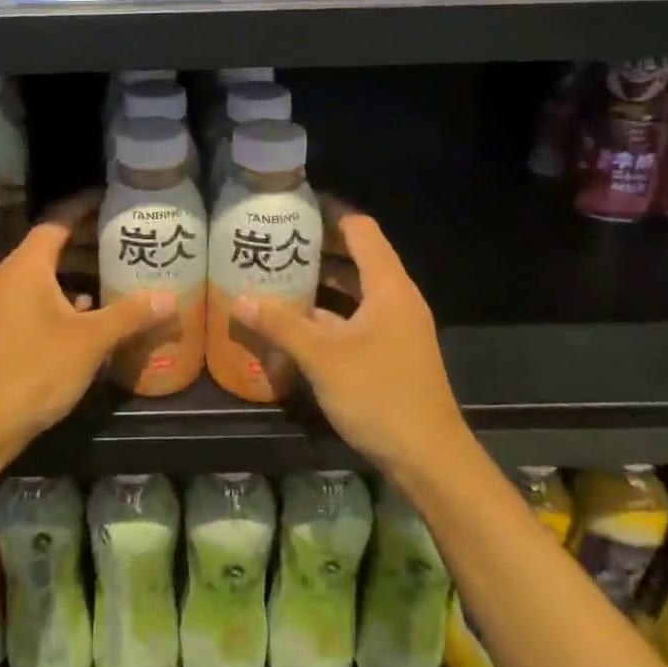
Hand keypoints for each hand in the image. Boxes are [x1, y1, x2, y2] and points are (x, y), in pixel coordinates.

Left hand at [0, 192, 169, 452]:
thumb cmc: (36, 369)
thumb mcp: (90, 340)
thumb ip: (130, 314)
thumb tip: (171, 297)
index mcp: (26, 267)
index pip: (56, 222)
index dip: (83, 209)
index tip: (112, 202)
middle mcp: (11, 278)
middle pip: (51, 247)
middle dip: (87, 241)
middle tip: (125, 238)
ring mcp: (4, 305)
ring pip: (45, 276)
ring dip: (78, 272)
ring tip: (116, 272)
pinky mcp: (5, 329)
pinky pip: (39, 299)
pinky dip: (65, 297)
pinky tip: (91, 313)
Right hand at [233, 204, 464, 472]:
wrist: (428, 458)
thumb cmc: (379, 395)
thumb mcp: (322, 357)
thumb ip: (280, 324)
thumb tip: (238, 297)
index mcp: (389, 286)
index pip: (360, 229)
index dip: (328, 213)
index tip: (292, 207)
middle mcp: (396, 299)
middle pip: (357, 257)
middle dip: (316, 248)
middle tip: (274, 242)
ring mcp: (395, 328)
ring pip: (354, 291)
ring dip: (320, 283)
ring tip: (276, 276)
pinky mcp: (390, 353)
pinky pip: (355, 319)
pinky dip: (327, 315)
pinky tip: (294, 324)